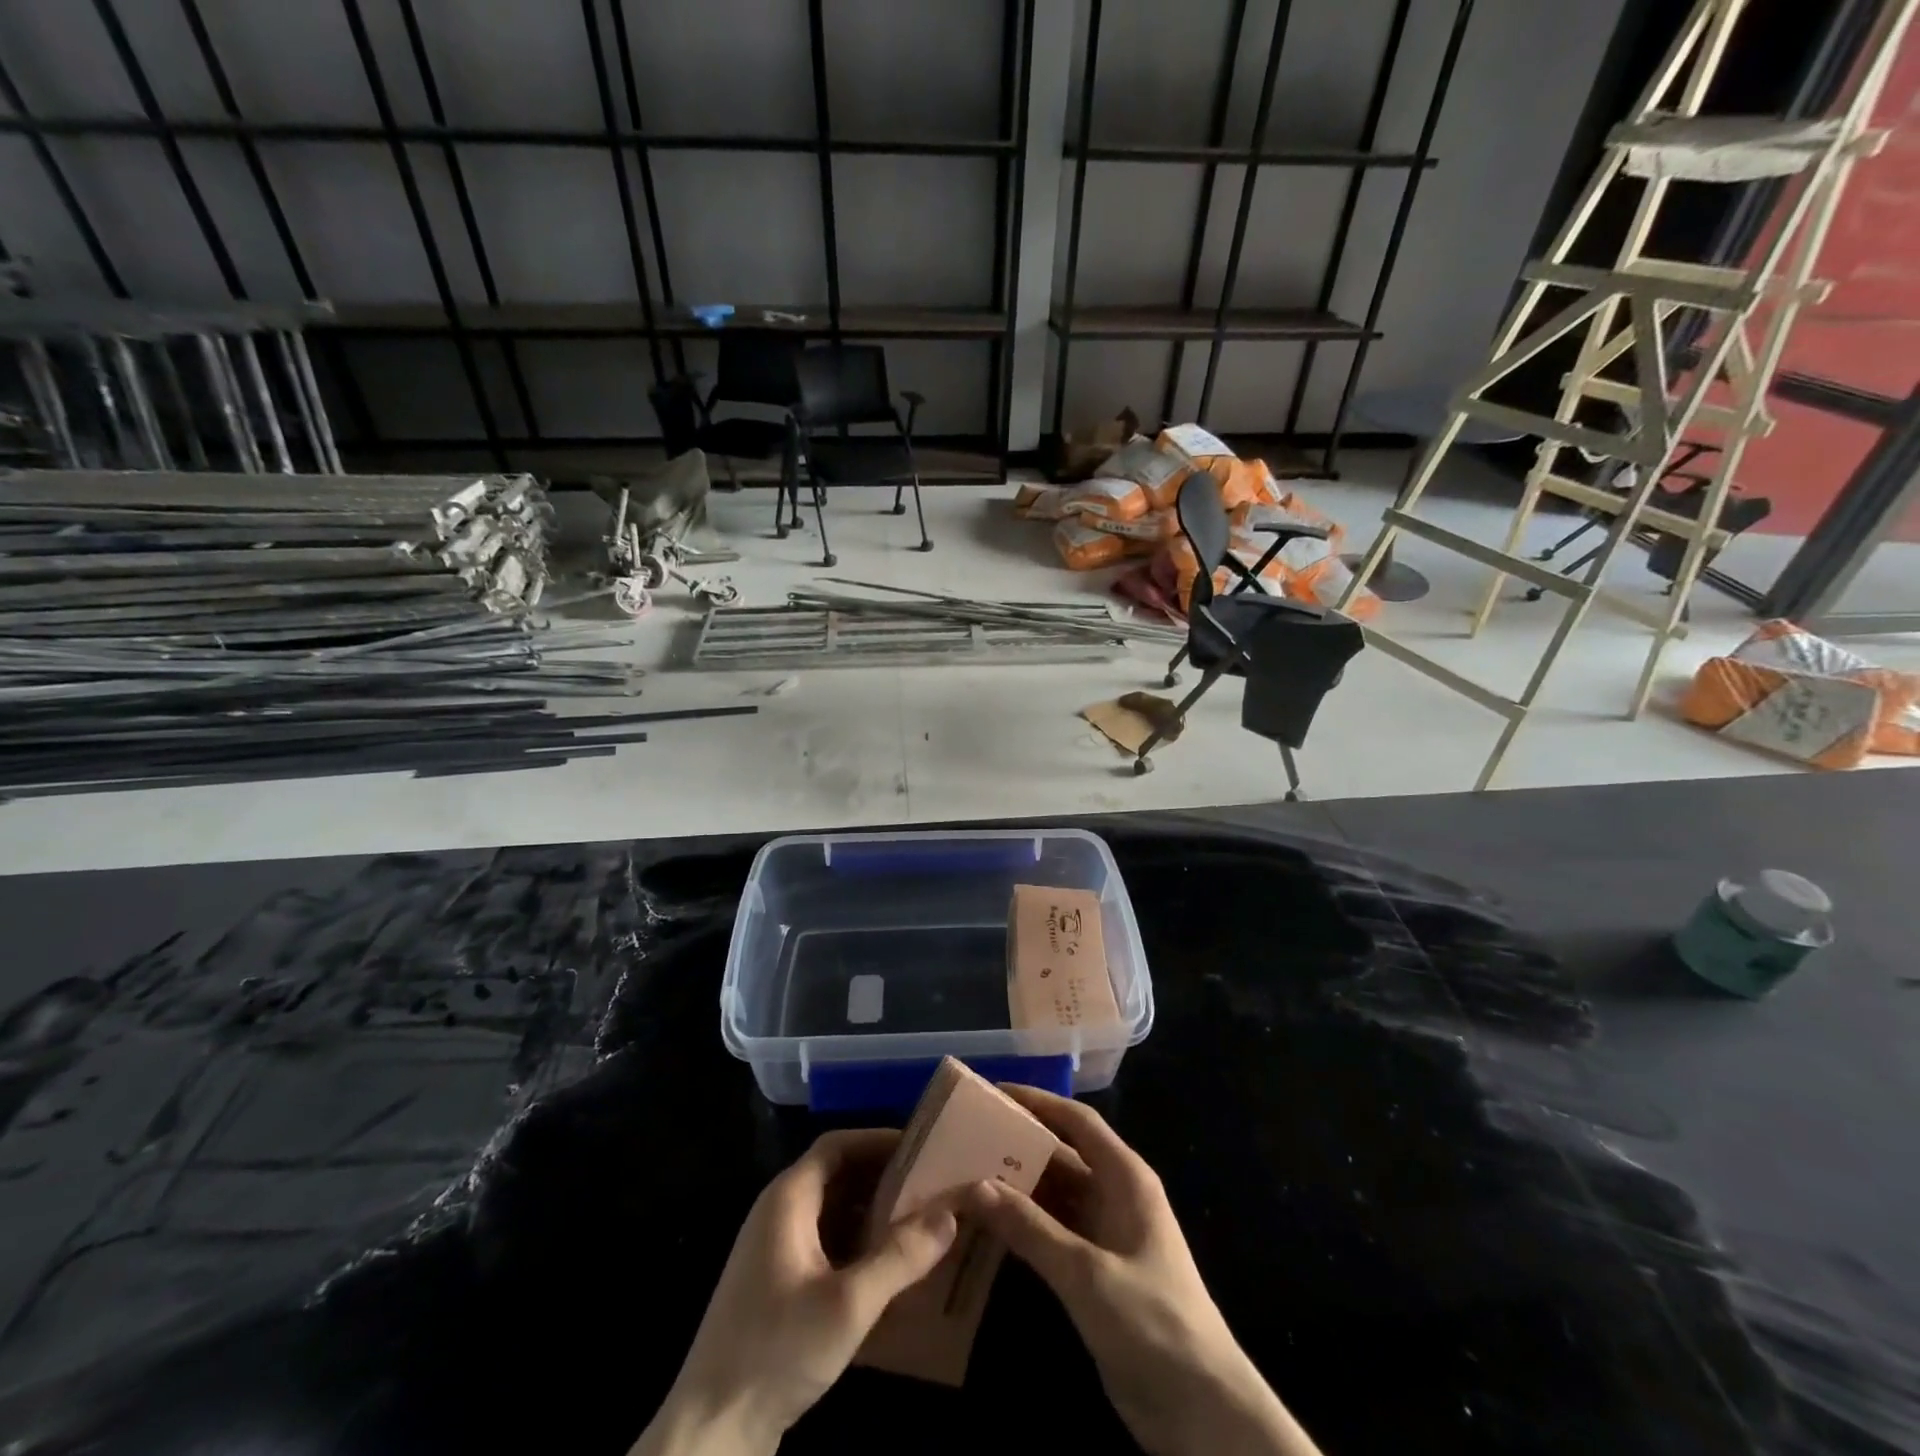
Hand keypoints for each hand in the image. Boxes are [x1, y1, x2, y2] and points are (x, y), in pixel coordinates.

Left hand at [634, 1130, 957, 1455]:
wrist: (710, 1433)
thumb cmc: (777, 1351)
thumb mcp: (848, 1304)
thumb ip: (901, 1257)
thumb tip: (950, 1213)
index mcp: (788, 1198)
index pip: (837, 1145)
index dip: (879, 1139)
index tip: (923, 1147)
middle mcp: (778, 1213)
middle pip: (837, 1175)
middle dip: (883, 1177)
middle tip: (931, 1185)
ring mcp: (774, 1251)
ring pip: (833, 1213)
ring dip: (873, 1213)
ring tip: (920, 1223)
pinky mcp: (777, 1286)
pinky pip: (825, 1245)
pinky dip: (858, 1245)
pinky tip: (888, 1270)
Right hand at [965, 1087, 1319, 1455]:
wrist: (1203, 1413)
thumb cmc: (1152, 1323)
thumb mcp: (1086, 1273)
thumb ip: (1030, 1228)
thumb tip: (975, 1185)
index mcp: (1125, 1178)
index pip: (1077, 1122)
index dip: (1038, 1102)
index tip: (993, 1093)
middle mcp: (1115, 1196)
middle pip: (1061, 1155)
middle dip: (1017, 1146)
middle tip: (965, 1139)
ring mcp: (1105, 1235)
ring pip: (1053, 1195)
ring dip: (1016, 1188)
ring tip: (964, 1177)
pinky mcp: (1095, 1272)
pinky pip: (1052, 1232)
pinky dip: (1022, 1225)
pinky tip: (986, 1227)